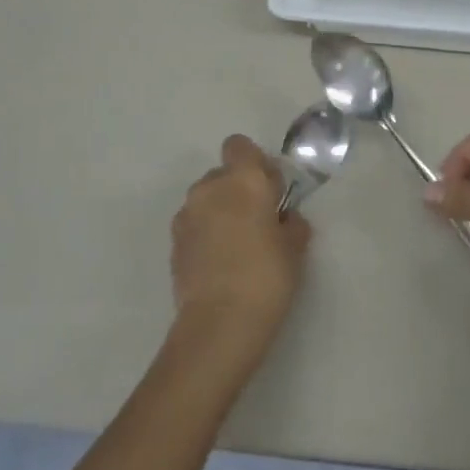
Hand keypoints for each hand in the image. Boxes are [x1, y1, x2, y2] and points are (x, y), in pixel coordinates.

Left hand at [171, 135, 311, 361]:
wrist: (219, 324)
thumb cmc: (266, 276)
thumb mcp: (295, 247)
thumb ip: (291, 222)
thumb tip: (283, 218)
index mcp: (243, 179)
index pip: (240, 146)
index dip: (255, 163)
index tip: (270, 189)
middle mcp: (209, 188)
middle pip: (223, 174)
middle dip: (238, 190)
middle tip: (258, 221)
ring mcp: (186, 215)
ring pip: (206, 200)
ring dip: (219, 212)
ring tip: (237, 246)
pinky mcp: (173, 243)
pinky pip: (194, 225)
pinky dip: (206, 234)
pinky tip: (220, 263)